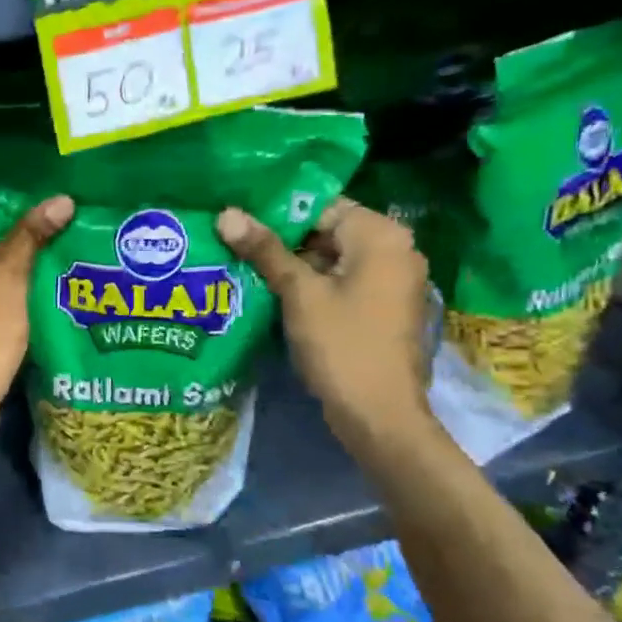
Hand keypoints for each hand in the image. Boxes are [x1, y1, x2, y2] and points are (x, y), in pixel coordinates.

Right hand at [217, 197, 433, 450]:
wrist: (380, 416)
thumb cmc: (342, 345)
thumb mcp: (298, 293)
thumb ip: (265, 250)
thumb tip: (226, 213)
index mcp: (381, 235)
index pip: (321, 206)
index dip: (278, 213)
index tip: (238, 222)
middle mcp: (396, 250)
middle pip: (328, 231)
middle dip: (283, 240)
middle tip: (235, 244)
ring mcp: (393, 281)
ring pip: (333, 259)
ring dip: (294, 265)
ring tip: (244, 265)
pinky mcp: (385, 307)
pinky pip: (343, 282)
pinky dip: (313, 285)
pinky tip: (273, 293)